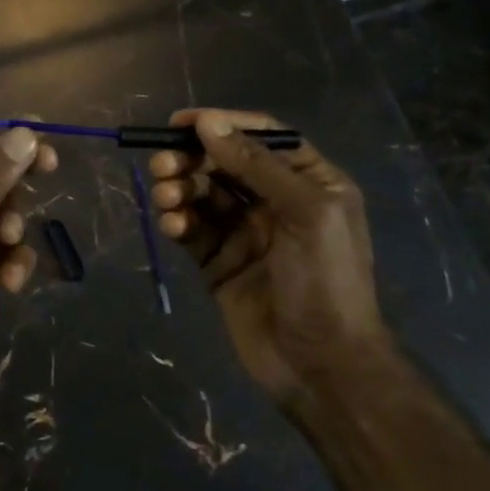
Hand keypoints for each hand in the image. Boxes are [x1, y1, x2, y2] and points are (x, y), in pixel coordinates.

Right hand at [149, 108, 382, 406]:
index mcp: (308, 182)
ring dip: (179, 188)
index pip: (261, 137)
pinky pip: (192, 229)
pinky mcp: (219, 262)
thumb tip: (208, 123)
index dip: (222, 124)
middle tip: (163, 164)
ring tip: (165, 196)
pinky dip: (177, 221)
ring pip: (202, 194)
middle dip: (192, 158)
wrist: (322, 367)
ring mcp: (245, 232)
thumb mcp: (305, 212)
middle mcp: (275, 200)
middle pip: (224, 162)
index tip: (181, 123)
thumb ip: (256, 165)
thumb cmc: (326, 281)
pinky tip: (172, 225)